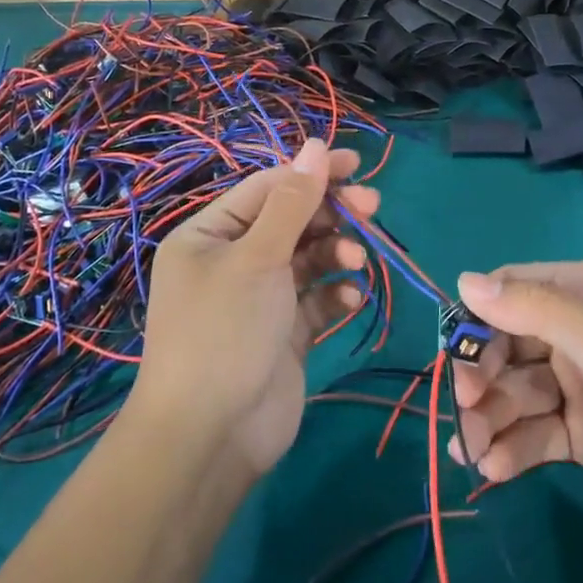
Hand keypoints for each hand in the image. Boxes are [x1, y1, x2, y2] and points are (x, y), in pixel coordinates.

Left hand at [130, 140, 377, 476]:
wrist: (211, 437)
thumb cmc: (225, 330)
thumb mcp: (257, 257)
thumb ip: (292, 202)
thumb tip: (316, 144)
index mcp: (210, 234)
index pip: (268, 188)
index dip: (312, 172)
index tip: (357, 164)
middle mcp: (232, 260)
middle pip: (291, 220)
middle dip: (331, 213)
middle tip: (372, 207)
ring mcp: (259, 298)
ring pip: (308, 258)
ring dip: (336, 252)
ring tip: (356, 260)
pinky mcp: (284, 332)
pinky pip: (315, 299)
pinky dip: (335, 294)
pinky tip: (351, 299)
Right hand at [449, 262, 582, 553]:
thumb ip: (533, 310)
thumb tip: (463, 279)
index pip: (515, 290)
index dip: (480, 318)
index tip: (454, 353)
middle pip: (511, 346)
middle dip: (483, 376)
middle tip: (465, 409)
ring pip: (519, 394)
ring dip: (491, 418)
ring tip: (473, 449)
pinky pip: (537, 434)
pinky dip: (512, 449)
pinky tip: (491, 468)